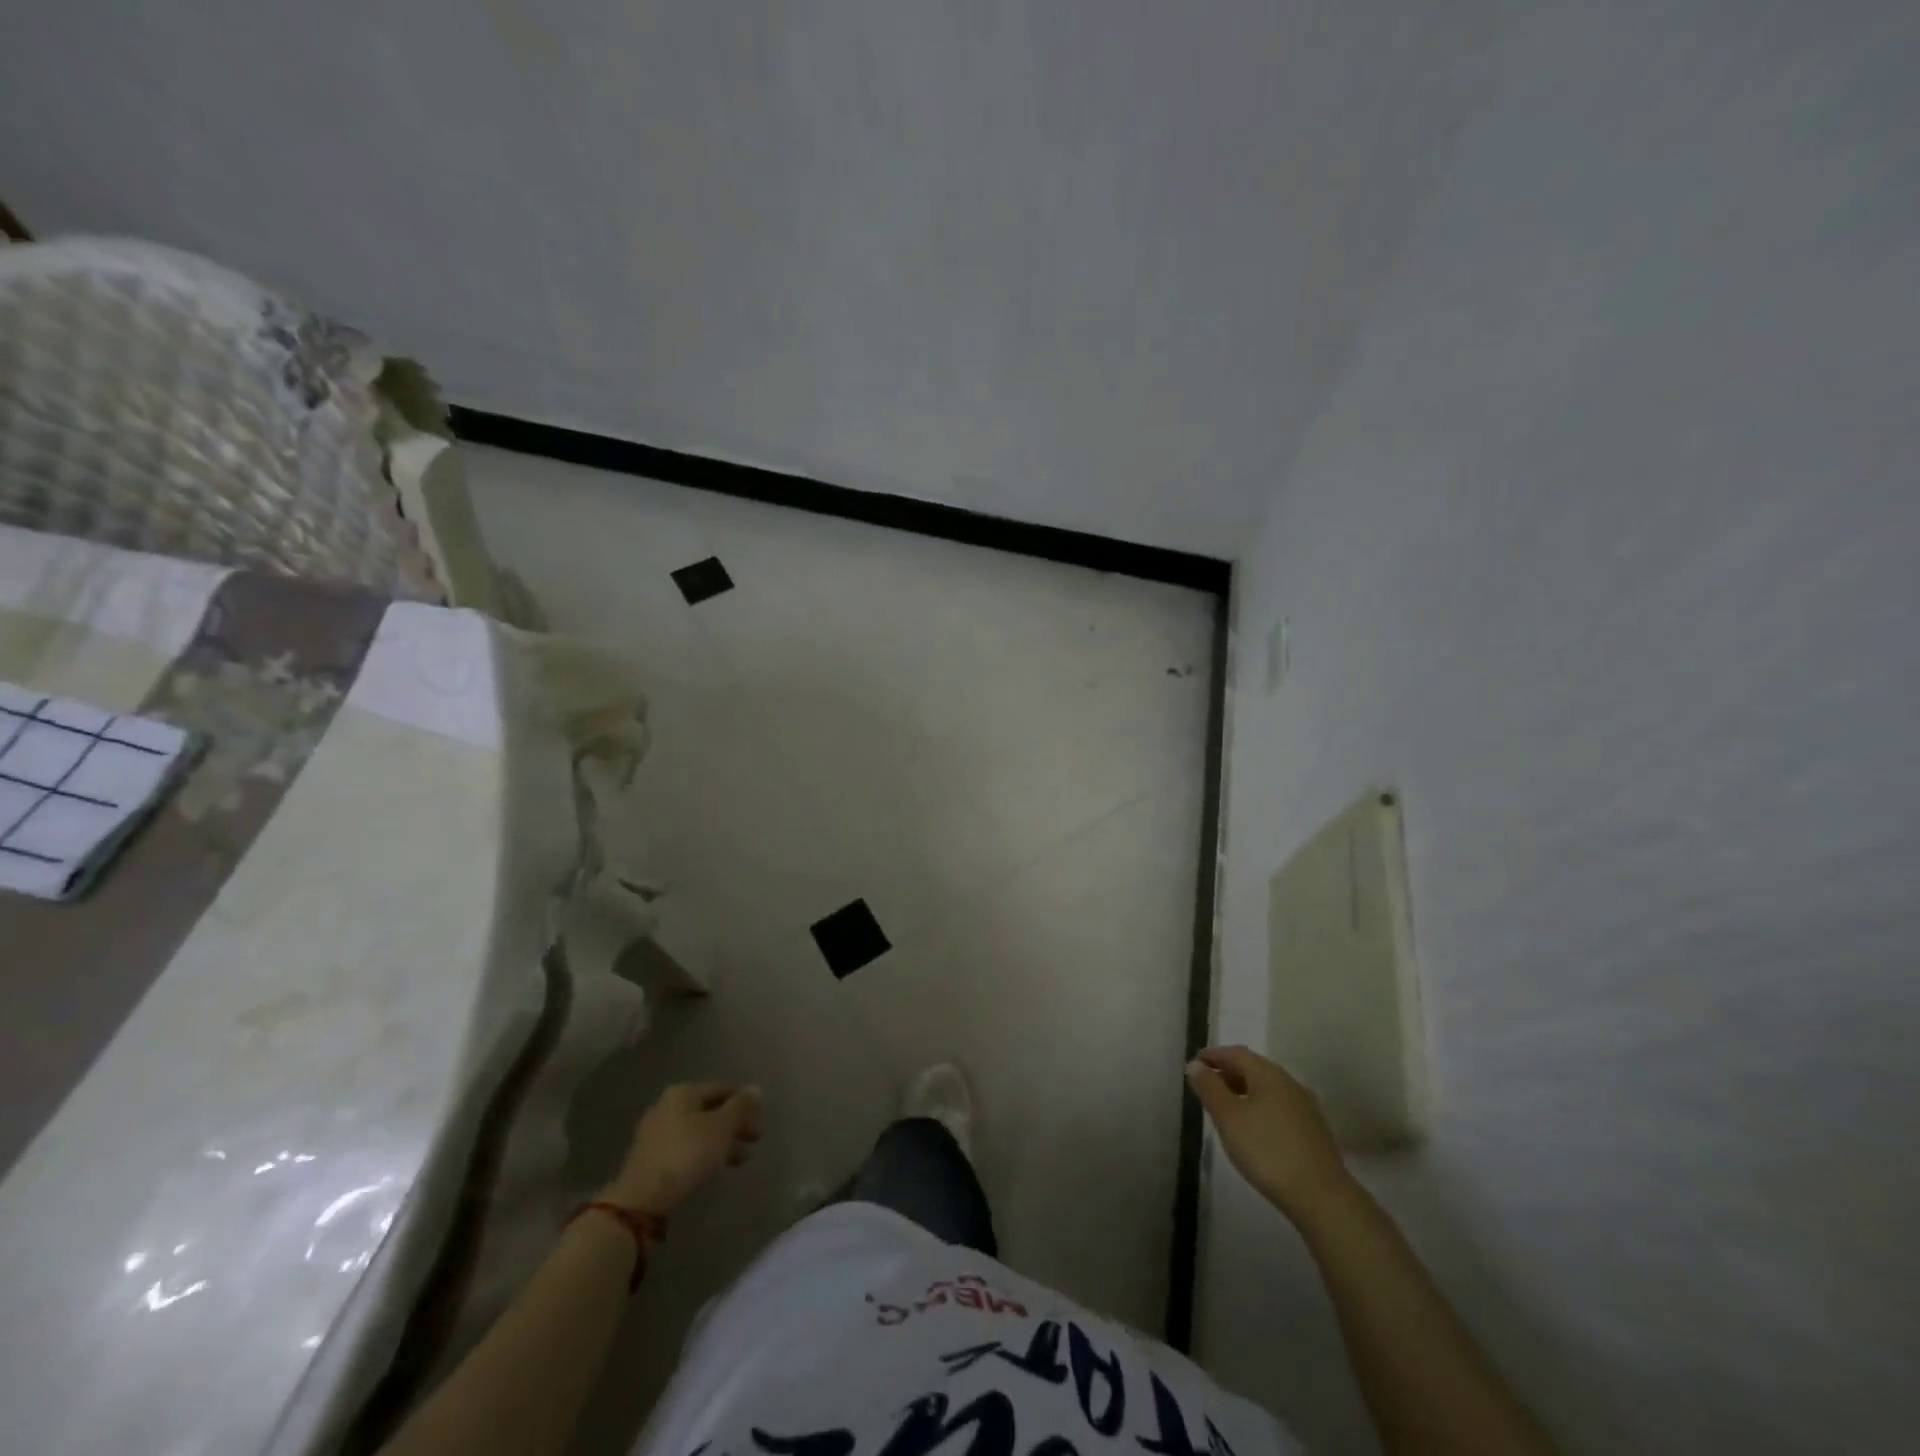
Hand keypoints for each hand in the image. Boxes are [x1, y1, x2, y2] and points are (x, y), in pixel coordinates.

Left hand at [604, 1082, 762, 1214]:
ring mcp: (656, 1133)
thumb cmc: (688, 1154)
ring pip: (698, 1131)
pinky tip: (715, 1168)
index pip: (722, 1089)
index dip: (744, 1101)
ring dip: (722, 1142)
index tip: (760, 1118)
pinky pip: (686, 1148)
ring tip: (741, 1159)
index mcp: (684, 1093)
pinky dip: (704, 1154)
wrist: (643, 1199)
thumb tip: (755, 1090)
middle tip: (755, 1139)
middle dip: (734, 1124)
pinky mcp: (651, 1158)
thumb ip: (741, 1107)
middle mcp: (667, 1106)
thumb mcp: (722, 1127)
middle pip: (710, 1110)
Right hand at [1186, 1046, 1353, 1223]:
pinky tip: (1253, 1126)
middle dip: (1228, 1072)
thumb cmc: (1268, 1152)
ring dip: (1244, 1090)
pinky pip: (1279, 1105)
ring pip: (1267, 1088)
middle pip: (1253, 1068)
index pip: (1236, 1053)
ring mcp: (1305, 1107)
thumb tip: (1196, 1065)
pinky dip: (1260, 1106)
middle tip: (1206, 1084)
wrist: (1322, 1197)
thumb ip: (1209, 1088)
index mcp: (1268, 1074)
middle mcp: (1289, 1083)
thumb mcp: (1228, 1118)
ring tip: (1226, 1106)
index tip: (1195, 1065)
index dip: (1213, 1056)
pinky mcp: (1313, 1130)